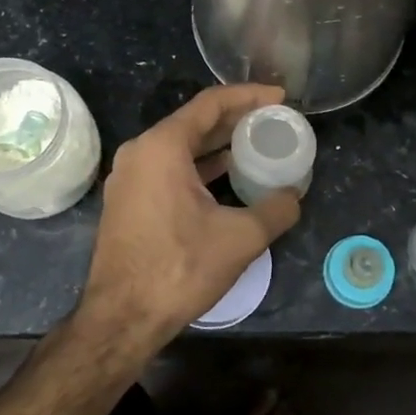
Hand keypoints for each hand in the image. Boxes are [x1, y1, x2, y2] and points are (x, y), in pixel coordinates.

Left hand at [76, 83, 301, 357]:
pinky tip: (227, 175)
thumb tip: (293, 196)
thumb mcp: (240, 238)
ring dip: (218, 143)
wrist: (122, 318)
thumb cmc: (179, 268)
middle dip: (236, 118)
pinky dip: (199, 165)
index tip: (280, 97)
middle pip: (194, 122)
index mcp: (162, 146)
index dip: (249, 96)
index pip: (210, 103)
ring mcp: (129, 177)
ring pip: (180, 146)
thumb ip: (275, 209)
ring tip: (256, 143)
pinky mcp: (128, 200)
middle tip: (272, 119)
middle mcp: (140, 152)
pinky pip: (168, 168)